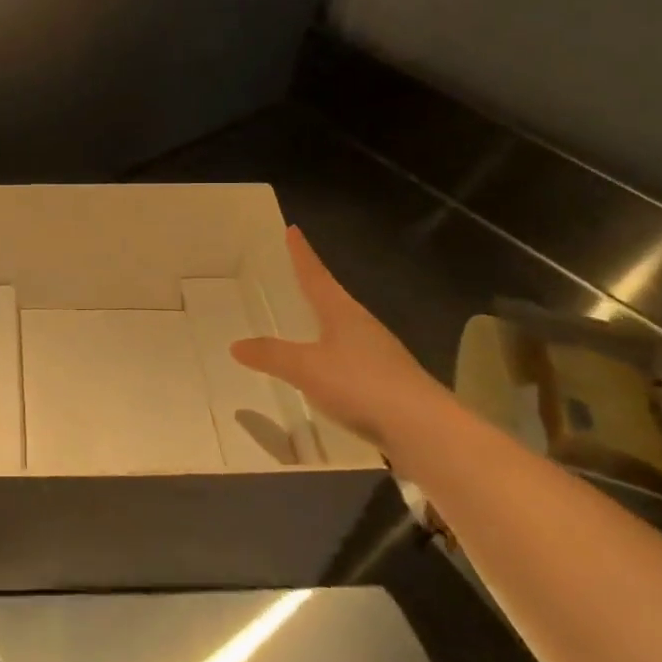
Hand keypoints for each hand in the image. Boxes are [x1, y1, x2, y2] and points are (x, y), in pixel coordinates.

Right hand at [230, 224, 443, 452]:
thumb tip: (236, 345)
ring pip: (345, 328)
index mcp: (343, 312)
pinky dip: (334, 354)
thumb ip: (272, 355)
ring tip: (308, 320)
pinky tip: (328, 370)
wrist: (424, 430)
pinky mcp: (389, 383)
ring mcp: (380, 355)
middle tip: (295, 274)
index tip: (293, 230)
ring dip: (326, 321)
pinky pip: (352, 358)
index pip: (316, 276)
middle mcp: (363, 326)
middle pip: (334, 299)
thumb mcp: (306, 368)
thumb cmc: (361, 384)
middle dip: (315, 286)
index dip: (302, 255)